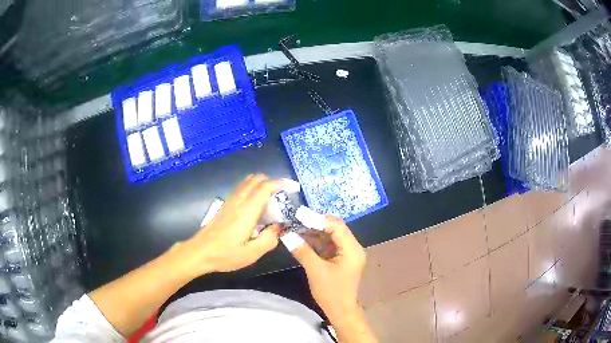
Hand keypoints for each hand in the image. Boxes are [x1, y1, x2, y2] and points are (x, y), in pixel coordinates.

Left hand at [179, 175, 286, 276]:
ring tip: (270, 201)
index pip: (264, 187)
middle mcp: (238, 201)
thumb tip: (278, 227)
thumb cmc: (225, 254)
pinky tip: (255, 208)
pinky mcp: (224, 206)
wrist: (199, 252)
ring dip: (260, 185)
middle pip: (255, 179)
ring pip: (247, 183)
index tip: (291, 186)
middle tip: (281, 196)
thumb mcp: (251, 254)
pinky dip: (252, 190)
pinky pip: (241, 190)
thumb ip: (269, 239)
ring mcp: (229, 202)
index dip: (279, 183)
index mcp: (246, 211)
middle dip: (271, 182)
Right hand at [288, 216, 365, 319]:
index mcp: (352, 249)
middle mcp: (353, 247)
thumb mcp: (316, 271)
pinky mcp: (342, 259)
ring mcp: (348, 253)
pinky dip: (317, 242)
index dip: (318, 219)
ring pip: (331, 236)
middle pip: (335, 228)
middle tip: (296, 219)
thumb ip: (303, 251)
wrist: (340, 310)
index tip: (299, 214)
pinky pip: (329, 245)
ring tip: (296, 227)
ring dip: (315, 232)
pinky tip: (303, 239)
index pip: (337, 226)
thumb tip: (287, 235)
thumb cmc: (331, 292)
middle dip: (316, 224)